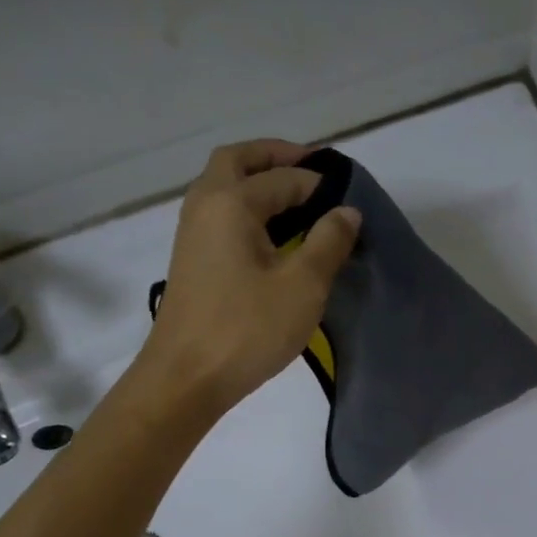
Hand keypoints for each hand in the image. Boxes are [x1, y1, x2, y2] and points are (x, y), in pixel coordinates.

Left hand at [140, 139, 360, 418]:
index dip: (320, 184)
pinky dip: (248, 208)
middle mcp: (205, 205)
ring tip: (299, 200)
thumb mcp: (303, 286)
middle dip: (275, 158)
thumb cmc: (247, 329)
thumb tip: (347, 211)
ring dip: (259, 182)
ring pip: (225, 186)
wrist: (186, 378)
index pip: (284, 177)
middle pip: (238, 161)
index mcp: (230, 202)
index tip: (351, 200)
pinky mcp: (193, 259)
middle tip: (312, 168)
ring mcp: (193, 232)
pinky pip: (222, 214)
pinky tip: (275, 235)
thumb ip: (328, 242)